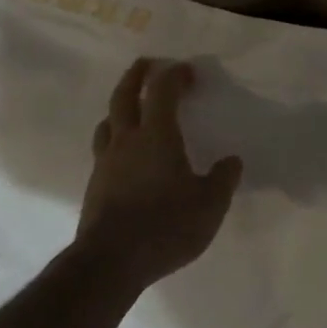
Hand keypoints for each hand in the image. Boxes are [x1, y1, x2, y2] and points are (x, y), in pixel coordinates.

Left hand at [74, 58, 242, 292]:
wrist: (109, 263)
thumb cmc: (165, 226)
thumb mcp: (209, 205)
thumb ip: (223, 180)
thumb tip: (232, 161)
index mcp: (156, 135)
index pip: (162, 90)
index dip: (175, 75)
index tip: (187, 72)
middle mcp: (127, 140)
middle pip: (124, 96)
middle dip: (136, 76)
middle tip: (146, 64)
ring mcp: (105, 163)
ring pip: (107, 123)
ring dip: (119, 108)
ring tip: (130, 110)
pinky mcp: (94, 187)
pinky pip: (103, 151)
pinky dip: (114, 141)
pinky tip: (124, 157)